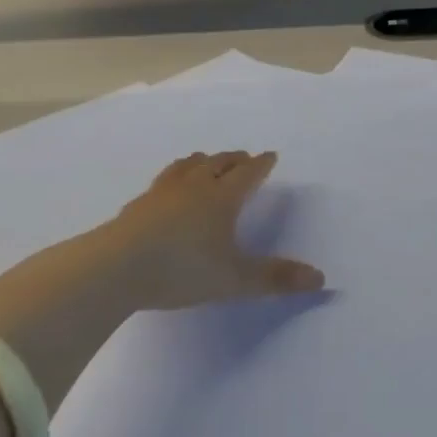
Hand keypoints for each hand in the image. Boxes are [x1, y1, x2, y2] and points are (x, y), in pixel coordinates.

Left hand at [113, 151, 324, 310]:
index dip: (262, 165)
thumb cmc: (182, 269)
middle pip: (219, 162)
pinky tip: (166, 191)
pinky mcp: (137, 205)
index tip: (270, 156)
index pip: (248, 173)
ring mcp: (163, 192)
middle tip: (244, 157)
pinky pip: (162, 182)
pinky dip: (174, 178)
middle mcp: (196, 186)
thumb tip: (321, 279)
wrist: (115, 268)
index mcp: (223, 198)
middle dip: (235, 159)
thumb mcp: (235, 280)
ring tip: (207, 162)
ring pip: (188, 166)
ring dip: (203, 161)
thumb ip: (275, 279)